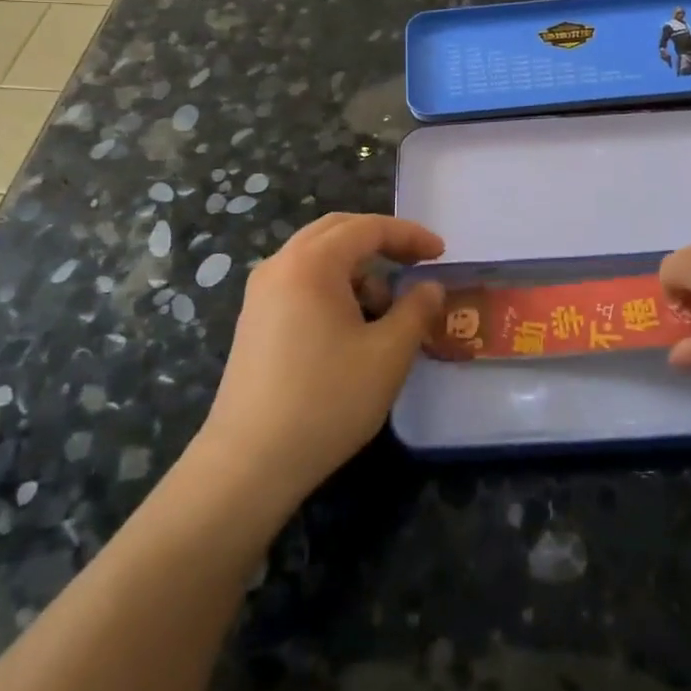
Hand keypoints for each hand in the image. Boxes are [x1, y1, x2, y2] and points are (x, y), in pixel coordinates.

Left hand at [199, 214, 444, 509]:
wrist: (250, 462)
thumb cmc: (327, 400)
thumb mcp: (388, 354)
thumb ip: (417, 310)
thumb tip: (430, 286)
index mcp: (311, 263)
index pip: (368, 227)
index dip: (409, 235)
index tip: (441, 253)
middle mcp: (280, 265)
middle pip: (337, 232)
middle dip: (381, 242)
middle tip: (416, 263)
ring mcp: (261, 293)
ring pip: (318, 259)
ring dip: (357, 270)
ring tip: (384, 311)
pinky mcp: (254, 321)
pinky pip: (301, 283)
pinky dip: (333, 289)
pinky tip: (350, 329)